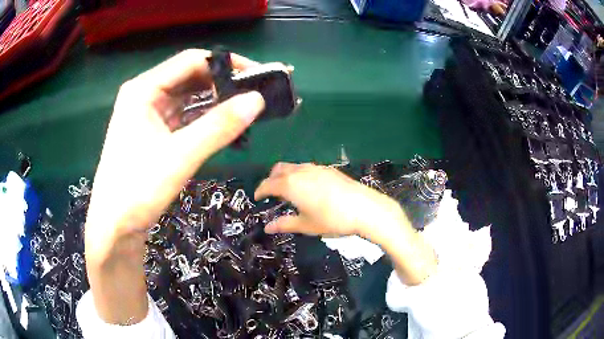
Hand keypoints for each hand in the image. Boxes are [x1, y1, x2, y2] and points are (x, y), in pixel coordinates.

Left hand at [85, 49, 264, 257]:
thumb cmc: (137, 189)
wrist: (115, 226)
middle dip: (222, 83)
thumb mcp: (179, 157)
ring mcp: (147, 114)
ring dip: (214, 101)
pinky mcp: (152, 132)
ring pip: (187, 97)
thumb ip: (218, 126)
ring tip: (245, 108)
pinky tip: (222, 125)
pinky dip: (202, 119)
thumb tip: (257, 99)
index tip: (256, 75)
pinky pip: (182, 116)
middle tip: (255, 94)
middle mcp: (144, 94)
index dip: (226, 64)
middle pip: (189, 77)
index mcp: (143, 89)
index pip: (191, 61)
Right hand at [254, 162, 436, 284]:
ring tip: (288, 190)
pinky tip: (308, 187)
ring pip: (293, 166)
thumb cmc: (332, 220)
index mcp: (291, 185)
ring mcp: (316, 168)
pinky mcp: (329, 169)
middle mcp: (301, 171)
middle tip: (270, 192)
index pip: (268, 184)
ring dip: (285, 175)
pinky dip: (299, 174)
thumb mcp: (306, 225)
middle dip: (271, 179)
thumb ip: (285, 224)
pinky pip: (307, 168)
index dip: (260, 190)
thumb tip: (267, 227)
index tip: (257, 197)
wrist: (365, 209)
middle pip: (279, 169)